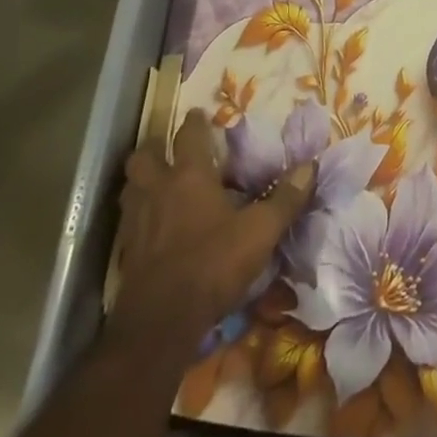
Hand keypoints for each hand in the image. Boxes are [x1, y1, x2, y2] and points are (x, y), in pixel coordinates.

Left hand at [108, 109, 314, 355]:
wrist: (161, 323)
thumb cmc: (213, 264)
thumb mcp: (260, 231)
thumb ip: (285, 198)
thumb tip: (310, 166)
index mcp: (190, 177)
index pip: (189, 136)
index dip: (195, 122)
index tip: (200, 113)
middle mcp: (158, 191)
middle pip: (144, 157)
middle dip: (154, 148)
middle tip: (167, 149)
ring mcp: (136, 222)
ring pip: (130, 187)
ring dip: (141, 181)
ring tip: (156, 183)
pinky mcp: (126, 253)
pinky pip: (128, 222)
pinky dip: (137, 217)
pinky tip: (151, 227)